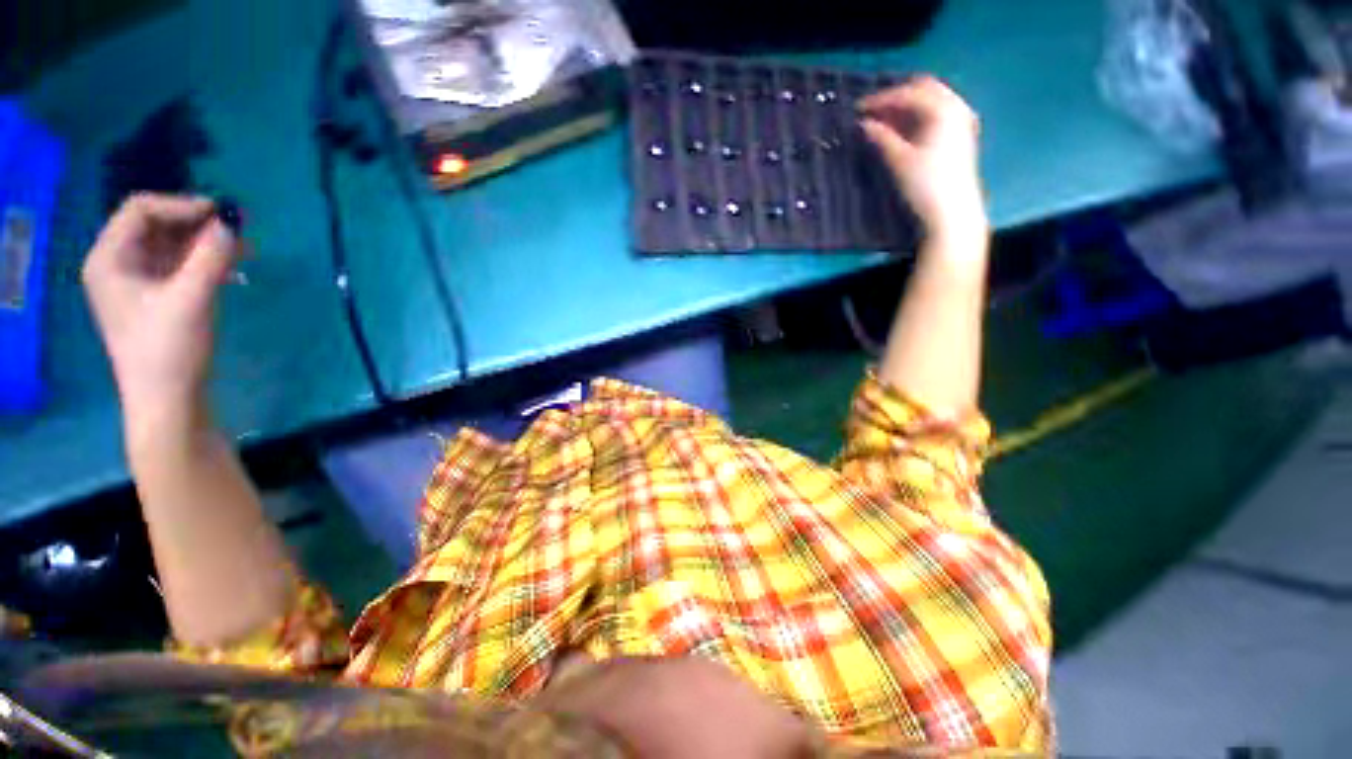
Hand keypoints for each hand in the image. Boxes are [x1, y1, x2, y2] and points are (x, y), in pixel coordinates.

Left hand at [83, 194, 237, 422]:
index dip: (181, 205)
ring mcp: (136, 283)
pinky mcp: (155, 299)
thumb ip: (211, 257)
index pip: (140, 211)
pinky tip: (233, 270)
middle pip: (157, 226)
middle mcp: (118, 264)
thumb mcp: (191, 299)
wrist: (168, 399)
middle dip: (198, 224)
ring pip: (172, 246)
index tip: (222, 213)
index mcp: (110, 259)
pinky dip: (205, 262)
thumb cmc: (168, 348)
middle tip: (239, 228)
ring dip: (207, 244)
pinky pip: (179, 267)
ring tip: (245, 250)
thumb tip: (231, 223)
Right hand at [859, 76, 987, 244]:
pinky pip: (936, 114)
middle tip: (871, 110)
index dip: (881, 99)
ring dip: (907, 107)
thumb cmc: (925, 186)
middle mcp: (956, 107)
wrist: (952, 214)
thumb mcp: (899, 161)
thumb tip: (864, 124)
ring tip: (883, 120)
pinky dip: (917, 117)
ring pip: (931, 101)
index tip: (857, 109)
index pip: (908, 94)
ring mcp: (962, 121)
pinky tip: (902, 130)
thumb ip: (881, 138)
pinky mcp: (960, 137)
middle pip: (923, 89)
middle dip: (896, 97)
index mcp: (943, 109)